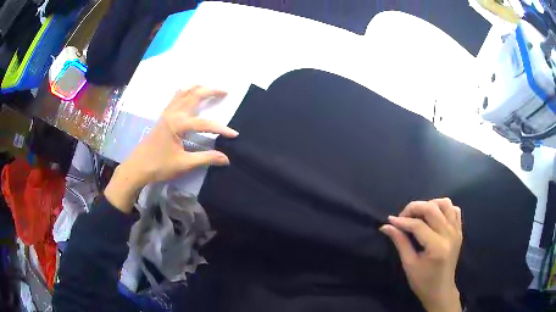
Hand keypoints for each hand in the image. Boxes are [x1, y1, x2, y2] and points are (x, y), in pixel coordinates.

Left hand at [105, 86, 238, 212]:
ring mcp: (166, 113)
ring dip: (198, 88)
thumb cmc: (159, 166)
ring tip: (209, 88)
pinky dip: (185, 92)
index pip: (205, 123)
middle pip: (194, 95)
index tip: (234, 135)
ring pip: (183, 93)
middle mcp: (173, 114)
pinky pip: (175, 97)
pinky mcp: (163, 117)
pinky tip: (189, 94)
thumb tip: (226, 158)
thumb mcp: (184, 164)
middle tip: (225, 92)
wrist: (137, 167)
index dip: (221, 128)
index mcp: (178, 124)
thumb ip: (206, 158)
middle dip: (211, 91)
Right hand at [380, 199, 462, 311]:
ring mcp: (457, 231)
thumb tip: (386, 226)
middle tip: (403, 216)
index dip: (402, 221)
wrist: (441, 290)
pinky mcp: (459, 231)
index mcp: (437, 247)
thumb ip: (400, 242)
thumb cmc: (422, 282)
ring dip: (430, 204)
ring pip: (445, 204)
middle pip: (432, 209)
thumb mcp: (409, 264)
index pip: (418, 225)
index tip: (390, 220)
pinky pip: (454, 210)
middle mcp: (450, 235)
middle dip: (414, 208)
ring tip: (419, 214)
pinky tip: (434, 217)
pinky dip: (443, 208)